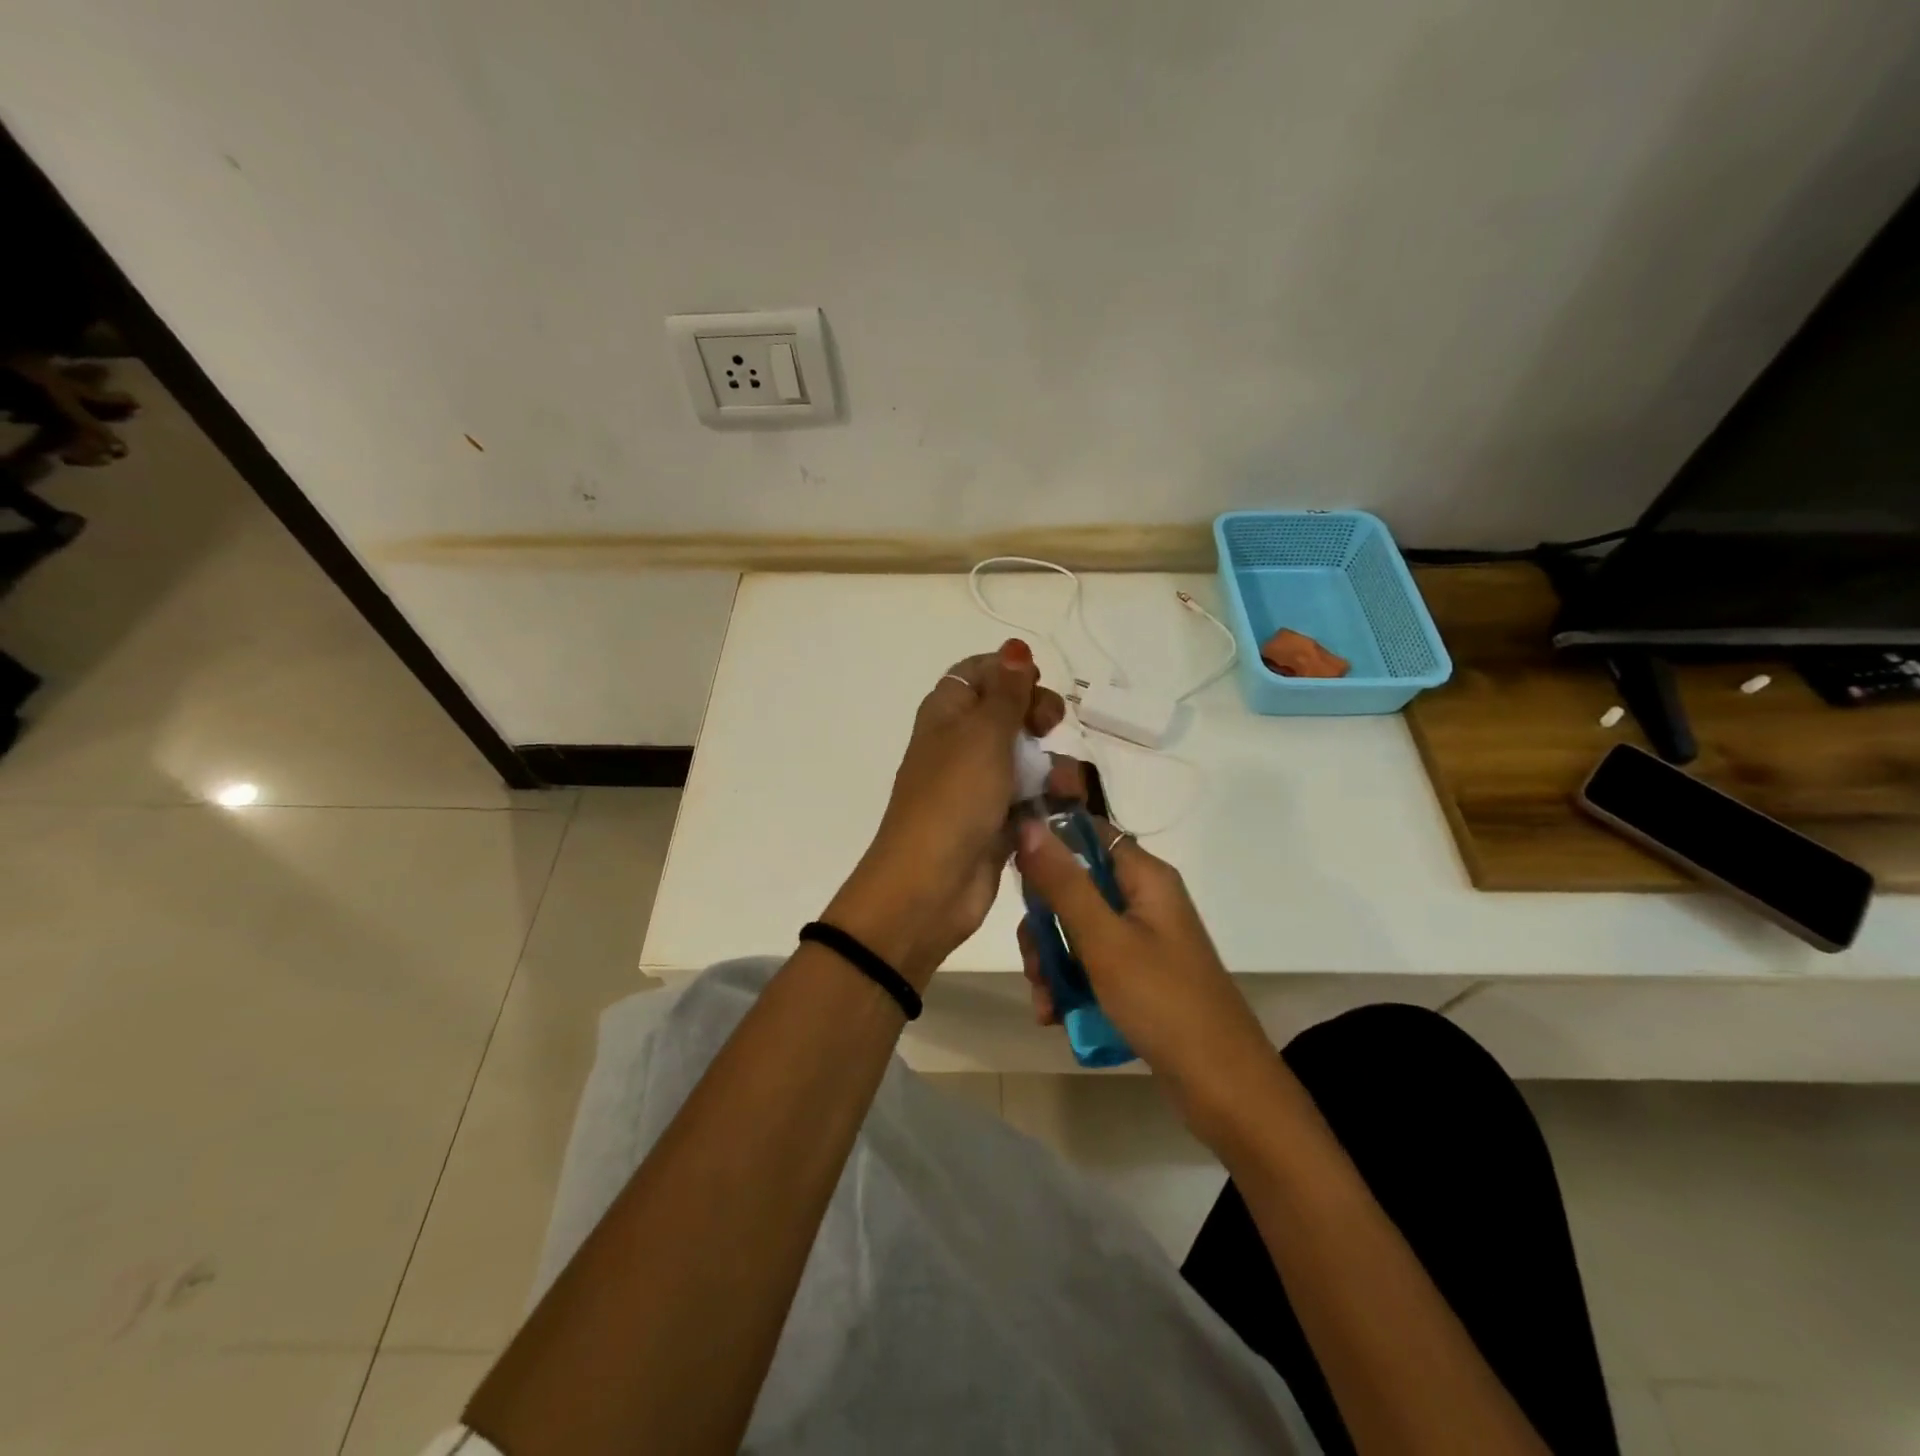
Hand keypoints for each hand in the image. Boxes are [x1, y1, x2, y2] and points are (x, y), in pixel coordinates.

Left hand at [824, 640, 1064, 989]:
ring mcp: (978, 785)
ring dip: (1052, 765)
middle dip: (1038, 717)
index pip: (978, 674)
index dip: (1009, 673)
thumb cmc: (954, 798)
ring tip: (1065, 786)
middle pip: (1008, 713)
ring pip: (1026, 758)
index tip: (1035, 684)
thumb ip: (1006, 692)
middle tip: (1050, 727)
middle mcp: (960, 744)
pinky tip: (1064, 808)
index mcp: (947, 713)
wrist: (930, 885)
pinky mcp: (996, 822)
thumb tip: (1015, 648)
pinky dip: (1048, 799)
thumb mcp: (983, 735)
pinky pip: (1030, 798)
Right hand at [1015, 816, 1278, 1134]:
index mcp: (1145, 877)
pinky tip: (1056, 1016)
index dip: (1047, 843)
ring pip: (1077, 930)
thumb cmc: (1163, 1002)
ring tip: (1045, 1002)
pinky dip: (1070, 985)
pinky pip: (1092, 964)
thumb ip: (1064, 883)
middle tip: (1033, 961)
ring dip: (1052, 962)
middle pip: (1075, 886)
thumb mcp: (1104, 940)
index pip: (1087, 833)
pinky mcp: (1139, 975)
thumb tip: (1027, 823)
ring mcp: (1142, 939)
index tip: (1011, 869)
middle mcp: (1144, 900)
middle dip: (1044, 924)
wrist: (1222, 1087)